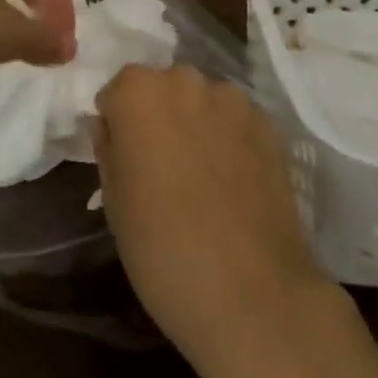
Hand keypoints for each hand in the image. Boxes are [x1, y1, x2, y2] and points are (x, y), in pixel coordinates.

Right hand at [94, 66, 331, 371]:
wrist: (252, 297)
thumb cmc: (163, 250)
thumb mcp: (114, 203)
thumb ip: (109, 149)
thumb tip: (111, 126)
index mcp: (137, 93)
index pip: (117, 93)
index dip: (118, 125)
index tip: (125, 161)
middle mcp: (184, 80)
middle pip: (162, 89)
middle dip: (158, 118)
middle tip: (162, 168)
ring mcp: (231, 99)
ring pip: (201, 102)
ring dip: (196, 124)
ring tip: (202, 177)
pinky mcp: (268, 124)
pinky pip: (235, 121)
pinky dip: (229, 139)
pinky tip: (233, 183)